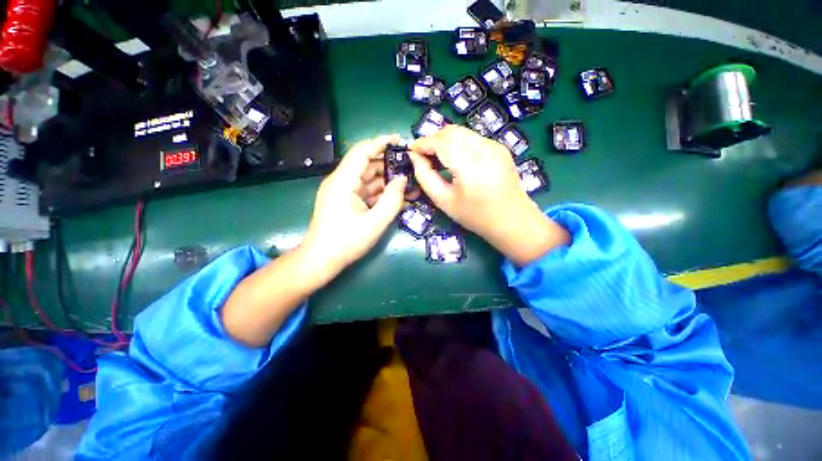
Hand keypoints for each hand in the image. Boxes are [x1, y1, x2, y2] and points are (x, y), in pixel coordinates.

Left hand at [300, 135, 407, 278]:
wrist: (321, 260)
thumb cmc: (346, 241)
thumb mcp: (375, 222)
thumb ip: (392, 199)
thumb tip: (403, 179)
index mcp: (343, 181)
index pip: (362, 152)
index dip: (380, 143)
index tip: (399, 140)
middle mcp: (340, 182)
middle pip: (366, 165)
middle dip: (388, 165)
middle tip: (410, 168)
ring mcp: (342, 192)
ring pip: (367, 179)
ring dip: (386, 181)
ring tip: (407, 184)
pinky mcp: (344, 201)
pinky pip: (365, 192)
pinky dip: (379, 193)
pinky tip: (395, 197)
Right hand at [409, 126, 568, 265]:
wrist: (512, 221)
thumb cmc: (475, 216)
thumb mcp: (444, 201)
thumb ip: (425, 177)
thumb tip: (414, 157)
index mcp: (470, 165)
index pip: (441, 142)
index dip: (423, 143)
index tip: (411, 151)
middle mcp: (484, 149)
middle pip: (451, 131)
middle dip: (432, 140)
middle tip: (423, 156)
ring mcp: (495, 146)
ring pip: (461, 132)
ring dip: (445, 141)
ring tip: (437, 159)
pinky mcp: (500, 148)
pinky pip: (472, 138)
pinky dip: (458, 144)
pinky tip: (455, 160)